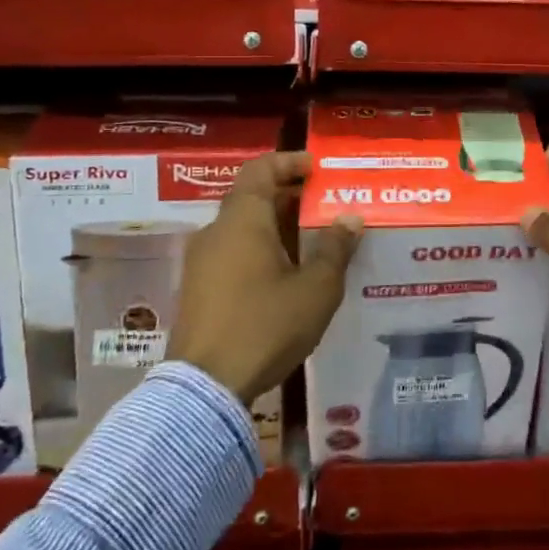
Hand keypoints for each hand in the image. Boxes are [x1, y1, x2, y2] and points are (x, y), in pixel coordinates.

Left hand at [167, 151, 362, 404]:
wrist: (206, 387)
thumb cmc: (265, 325)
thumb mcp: (315, 289)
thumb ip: (334, 249)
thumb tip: (349, 218)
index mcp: (243, 219)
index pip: (260, 169)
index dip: (289, 162)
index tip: (316, 168)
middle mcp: (217, 231)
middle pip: (252, 198)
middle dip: (289, 196)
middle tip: (324, 205)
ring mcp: (202, 261)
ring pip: (243, 228)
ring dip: (276, 226)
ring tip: (312, 241)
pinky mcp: (198, 289)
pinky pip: (233, 253)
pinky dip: (260, 249)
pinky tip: (286, 275)